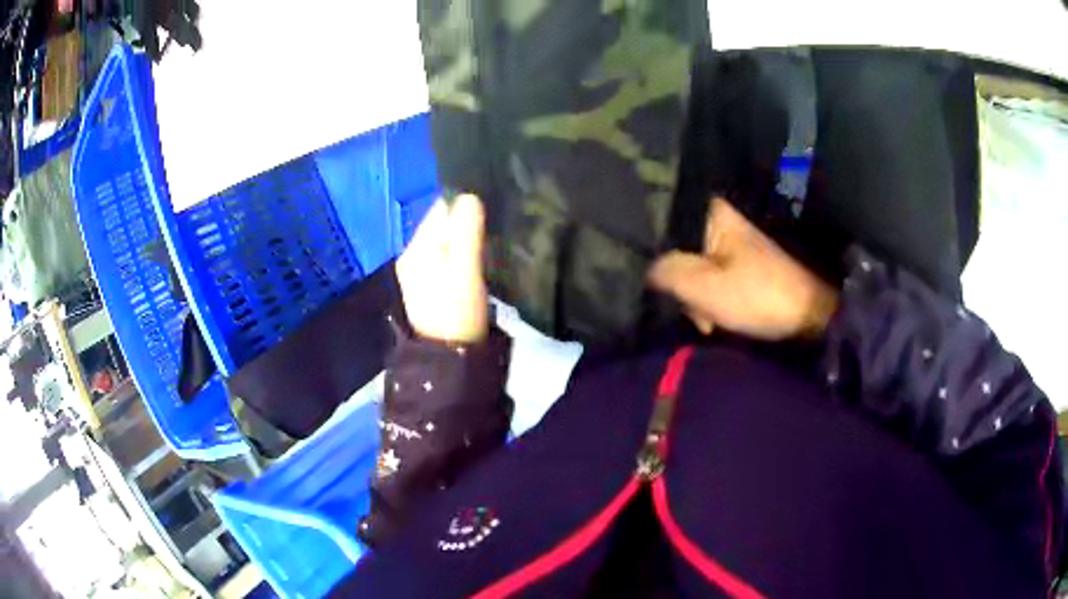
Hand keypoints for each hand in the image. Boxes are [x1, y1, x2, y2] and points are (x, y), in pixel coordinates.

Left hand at [395, 194, 488, 342]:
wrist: (449, 359)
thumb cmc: (458, 313)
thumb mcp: (464, 270)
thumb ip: (465, 231)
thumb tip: (469, 195)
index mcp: (416, 249)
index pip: (440, 209)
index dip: (466, 206)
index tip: (492, 211)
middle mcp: (413, 257)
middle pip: (442, 226)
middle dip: (467, 223)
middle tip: (496, 229)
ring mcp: (420, 275)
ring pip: (447, 244)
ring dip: (467, 241)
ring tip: (493, 244)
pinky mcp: (432, 289)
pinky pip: (448, 260)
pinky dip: (463, 257)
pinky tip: (480, 264)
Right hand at [648, 198, 837, 339]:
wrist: (808, 315)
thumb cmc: (758, 297)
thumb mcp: (706, 288)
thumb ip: (668, 273)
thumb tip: (645, 268)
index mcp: (711, 215)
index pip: (662, 224)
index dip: (654, 255)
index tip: (658, 285)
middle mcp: (718, 220)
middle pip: (675, 250)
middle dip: (681, 286)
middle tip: (697, 310)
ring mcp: (729, 242)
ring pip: (690, 268)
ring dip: (695, 299)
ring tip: (710, 320)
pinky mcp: (737, 262)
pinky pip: (707, 277)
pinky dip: (708, 300)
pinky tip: (716, 318)